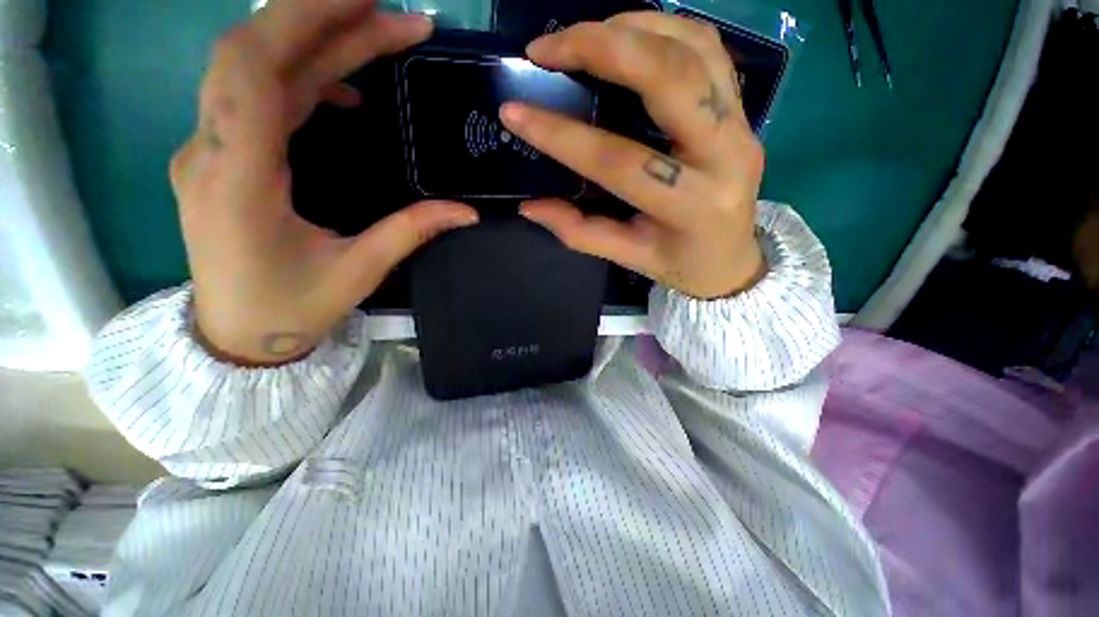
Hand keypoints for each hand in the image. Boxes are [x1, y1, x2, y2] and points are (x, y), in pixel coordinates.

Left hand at [170, 0, 478, 365]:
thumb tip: (466, 212)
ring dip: (317, 42)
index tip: (369, 0)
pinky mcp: (222, 155)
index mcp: (239, 177)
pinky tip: (342, 88)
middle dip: (324, 19)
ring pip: (255, 69)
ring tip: (378, 36)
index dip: (304, 17)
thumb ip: (411, 231)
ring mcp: (210, 148)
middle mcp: (212, 148)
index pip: (254, 67)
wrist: (235, 335)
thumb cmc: (290, 308)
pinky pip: (257, 97)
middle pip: (255, 53)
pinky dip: (302, 77)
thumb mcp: (358, 271)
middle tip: (394, 15)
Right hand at [500, 13, 765, 299]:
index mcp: (691, 207)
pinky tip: (624, 37)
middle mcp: (726, 156)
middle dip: (601, 49)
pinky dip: (660, 29)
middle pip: (670, 78)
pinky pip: (707, 48)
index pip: (619, 161)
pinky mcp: (743, 109)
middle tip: (545, 49)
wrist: (732, 260)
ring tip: (578, 37)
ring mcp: (742, 124)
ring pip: (692, 49)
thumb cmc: (679, 263)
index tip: (514, 113)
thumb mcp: (628, 258)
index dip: (562, 136)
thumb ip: (580, 232)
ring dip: (629, 29)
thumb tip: (530, 207)